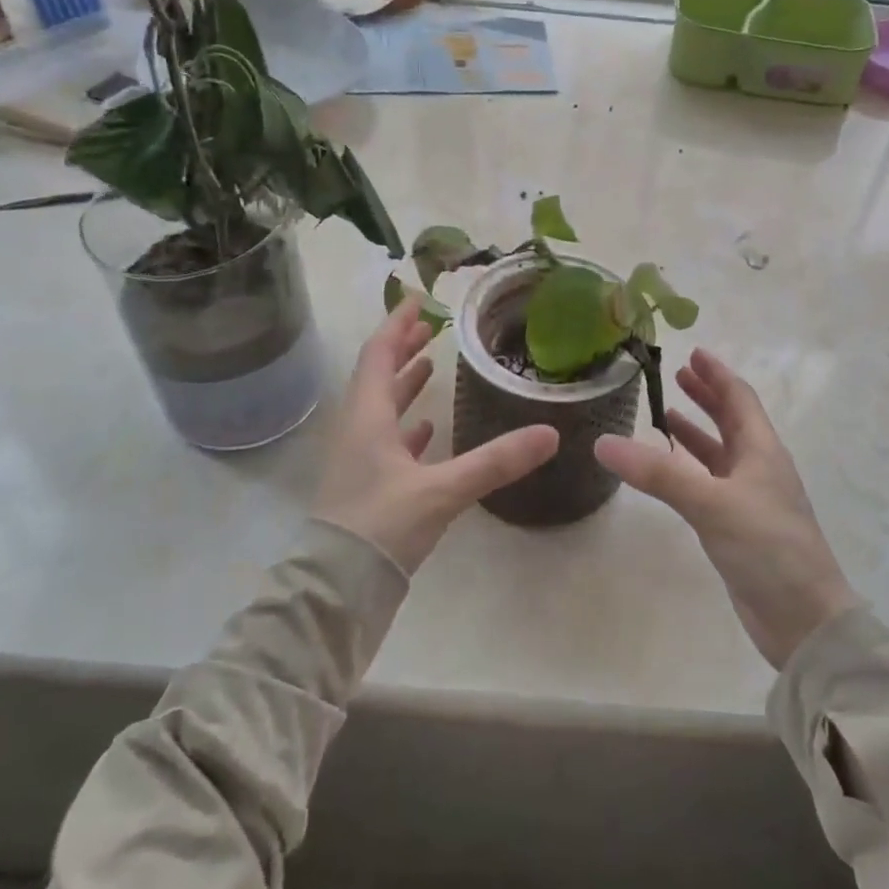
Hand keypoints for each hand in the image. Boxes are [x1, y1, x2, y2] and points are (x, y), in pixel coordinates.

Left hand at [315, 298, 558, 573]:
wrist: (339, 588)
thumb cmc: (382, 526)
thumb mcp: (442, 490)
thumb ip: (496, 461)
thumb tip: (550, 433)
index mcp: (367, 416)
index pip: (378, 353)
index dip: (397, 324)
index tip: (417, 300)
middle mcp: (358, 429)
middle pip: (377, 375)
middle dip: (402, 348)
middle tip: (429, 327)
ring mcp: (359, 458)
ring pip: (381, 407)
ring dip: (403, 383)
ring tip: (430, 366)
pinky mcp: (367, 484)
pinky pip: (386, 441)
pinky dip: (406, 426)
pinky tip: (426, 429)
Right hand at [594, 349, 858, 668]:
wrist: (804, 620)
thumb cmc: (768, 548)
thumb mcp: (712, 503)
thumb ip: (659, 473)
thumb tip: (604, 442)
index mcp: (762, 450)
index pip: (739, 398)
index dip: (717, 374)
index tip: (694, 351)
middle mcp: (758, 467)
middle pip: (732, 420)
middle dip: (706, 396)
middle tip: (677, 375)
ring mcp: (749, 499)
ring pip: (720, 453)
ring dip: (697, 431)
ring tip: (666, 414)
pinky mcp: (738, 527)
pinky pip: (710, 484)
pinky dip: (690, 468)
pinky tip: (669, 472)